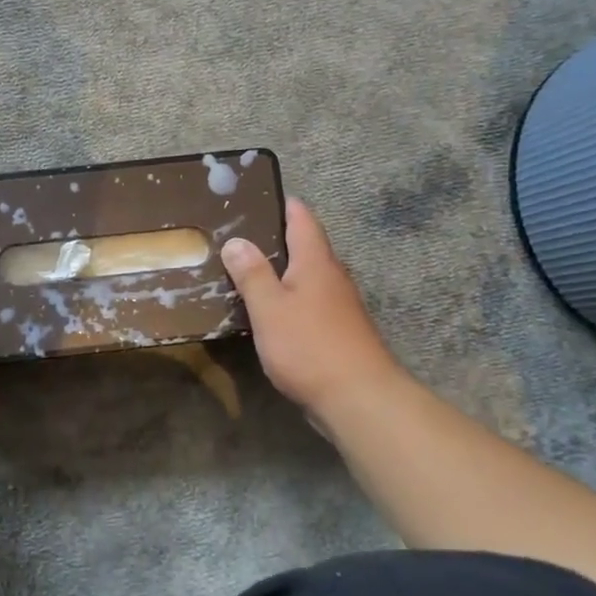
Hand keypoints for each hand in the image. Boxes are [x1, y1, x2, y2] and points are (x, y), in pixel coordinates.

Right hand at [221, 198, 400, 412]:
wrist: (358, 398)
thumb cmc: (309, 346)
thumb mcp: (270, 308)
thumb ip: (252, 274)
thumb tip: (236, 241)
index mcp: (316, 262)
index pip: (302, 218)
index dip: (282, 203)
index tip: (255, 196)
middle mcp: (332, 276)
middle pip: (306, 246)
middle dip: (276, 237)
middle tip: (238, 234)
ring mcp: (339, 305)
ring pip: (307, 275)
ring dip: (281, 270)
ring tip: (246, 269)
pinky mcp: (338, 330)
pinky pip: (309, 301)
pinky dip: (288, 297)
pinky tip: (268, 310)